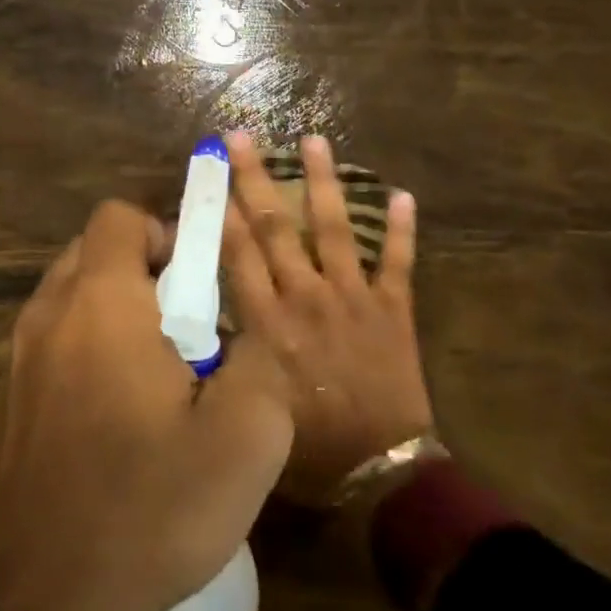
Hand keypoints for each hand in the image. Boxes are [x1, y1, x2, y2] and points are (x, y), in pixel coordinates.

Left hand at [0, 200, 293, 610]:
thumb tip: (239, 333)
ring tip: (158, 377)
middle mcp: (49, 313)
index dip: (166, 233)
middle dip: (146, 272)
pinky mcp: (9, 399)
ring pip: (73, 296)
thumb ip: (260, 357)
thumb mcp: (247, 435)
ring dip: (117, 311)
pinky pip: (55, 340)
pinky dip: (90, 348)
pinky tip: (119, 415)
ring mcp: (19, 357)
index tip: (200, 285)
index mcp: (100, 301)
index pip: (119, 217)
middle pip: (94, 251)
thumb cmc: (150, 505)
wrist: (45, 603)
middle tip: (188, 330)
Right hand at [222, 132, 429, 505]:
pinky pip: (399, 262)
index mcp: (268, 322)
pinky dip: (402, 228)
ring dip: (323, 182)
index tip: (208, 172)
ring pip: (334, 229)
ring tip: (314, 141)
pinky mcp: (394, 309)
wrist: (380, 473)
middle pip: (275, 227)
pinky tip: (402, 193)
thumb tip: (210, 315)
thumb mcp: (252, 402)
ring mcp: (354, 298)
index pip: (238, 252)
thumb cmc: (307, 446)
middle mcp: (306, 297)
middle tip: (241, 137)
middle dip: (254, 179)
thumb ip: (232, 354)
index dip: (221, 208)